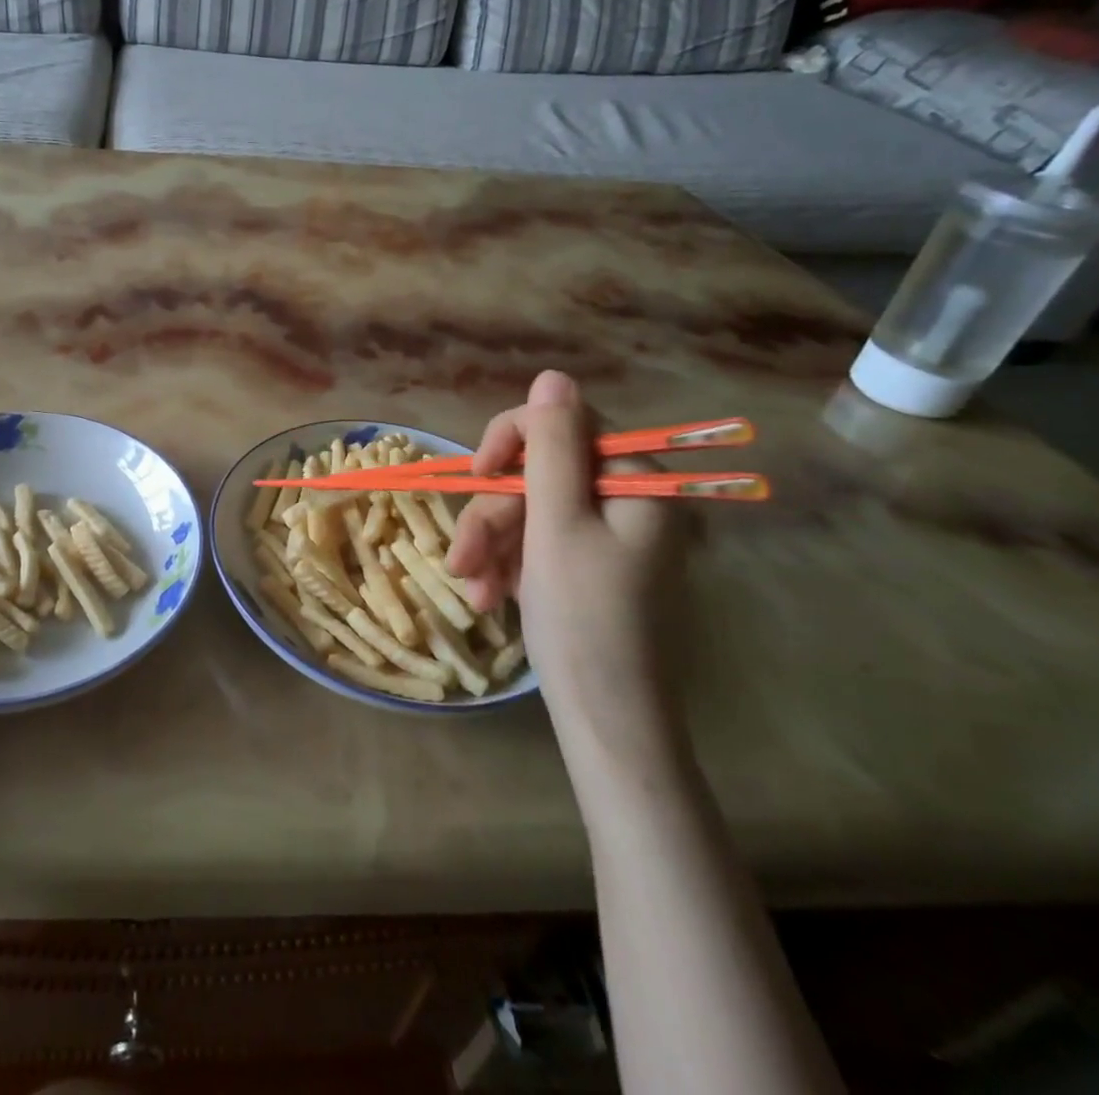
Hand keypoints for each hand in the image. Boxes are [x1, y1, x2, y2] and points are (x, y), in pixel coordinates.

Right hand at [447, 372, 684, 765]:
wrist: (606, 721)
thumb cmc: (583, 619)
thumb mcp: (558, 524)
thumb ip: (552, 446)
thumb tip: (553, 376)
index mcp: (636, 483)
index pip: (565, 425)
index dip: (513, 441)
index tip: (478, 474)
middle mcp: (626, 501)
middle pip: (539, 475)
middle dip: (493, 516)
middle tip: (462, 559)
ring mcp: (606, 536)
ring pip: (529, 511)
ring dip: (491, 546)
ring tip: (473, 589)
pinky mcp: (586, 565)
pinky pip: (535, 543)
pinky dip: (506, 564)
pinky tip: (488, 595)